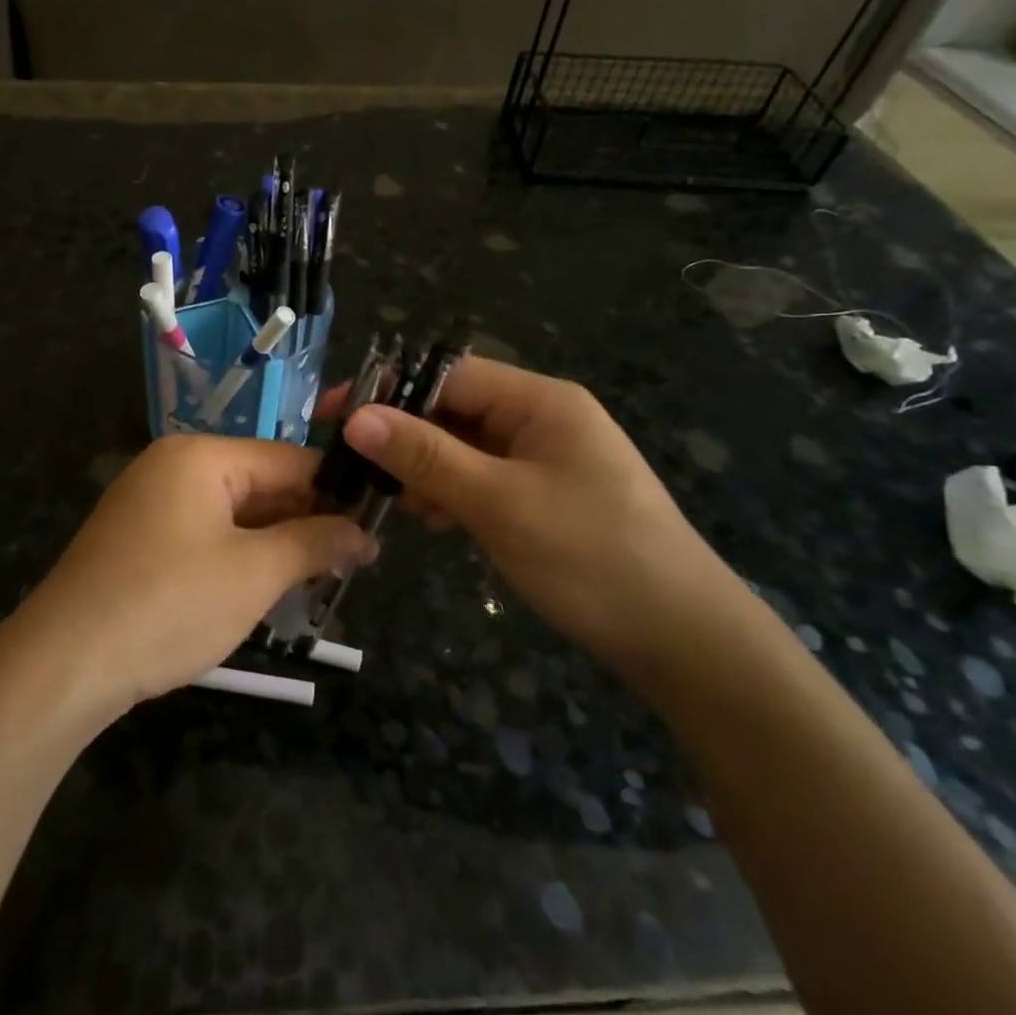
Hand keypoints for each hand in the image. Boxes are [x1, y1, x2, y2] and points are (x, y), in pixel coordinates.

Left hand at [18, 435, 378, 713]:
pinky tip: (263, 590)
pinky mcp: (137, 540)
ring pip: (232, 514)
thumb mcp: (255, 573)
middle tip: (351, 567)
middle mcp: (171, 467)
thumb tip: (361, 533)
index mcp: (200, 456)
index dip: (336, 494)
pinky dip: (237, 558)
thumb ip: (313, 543)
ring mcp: (149, 503)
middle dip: (305, 524)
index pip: (289, 460)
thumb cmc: (169, 604)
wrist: (64, 663)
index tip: (374, 531)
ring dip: (274, 545)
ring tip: (317, 583)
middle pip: (259, 484)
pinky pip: (203, 536)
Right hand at [335, 357, 748, 678]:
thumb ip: (425, 456)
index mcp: (540, 401)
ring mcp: (545, 459)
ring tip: (390, 502)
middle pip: (454, 409)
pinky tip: (431, 520)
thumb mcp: (498, 502)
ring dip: (424, 468)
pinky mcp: (545, 496)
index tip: (333, 416)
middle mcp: (542, 419)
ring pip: (464, 447)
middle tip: (353, 467)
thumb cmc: (590, 556)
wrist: (683, 640)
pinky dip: (451, 493)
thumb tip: (357, 416)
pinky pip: (483, 478)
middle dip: (403, 435)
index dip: (388, 390)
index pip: (448, 375)